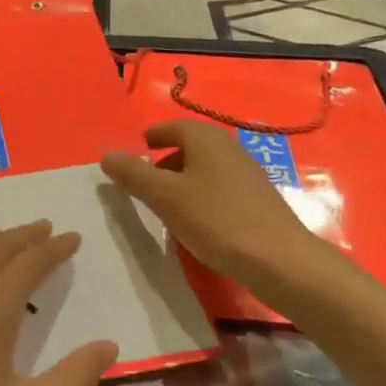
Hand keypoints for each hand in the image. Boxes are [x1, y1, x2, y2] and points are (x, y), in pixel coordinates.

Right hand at [101, 120, 319, 289]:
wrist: (277, 258)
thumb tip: (108, 153)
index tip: (135, 152)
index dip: (151, 138)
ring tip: (165, 206)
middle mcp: (228, 148)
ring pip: (205, 169)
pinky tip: (196, 222)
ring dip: (183, 182)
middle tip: (143, 184)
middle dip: (164, 162)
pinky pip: (220, 189)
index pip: (171, 127)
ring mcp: (247, 173)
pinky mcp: (257, 199)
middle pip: (189, 147)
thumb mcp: (165, 197)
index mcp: (206, 139)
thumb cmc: (215, 219)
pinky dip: (201, 197)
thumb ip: (134, 174)